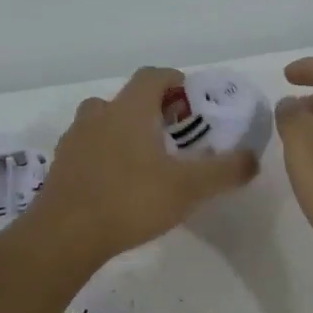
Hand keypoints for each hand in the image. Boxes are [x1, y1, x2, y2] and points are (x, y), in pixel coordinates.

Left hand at [29, 66, 258, 264]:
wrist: (64, 236)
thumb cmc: (130, 200)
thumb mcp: (189, 188)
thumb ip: (225, 170)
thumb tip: (252, 158)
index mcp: (128, 109)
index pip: (153, 76)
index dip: (175, 82)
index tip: (192, 102)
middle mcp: (98, 115)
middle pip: (127, 99)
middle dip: (152, 111)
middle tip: (174, 137)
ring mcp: (74, 140)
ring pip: (104, 123)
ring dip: (125, 132)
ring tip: (147, 162)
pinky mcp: (61, 166)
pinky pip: (89, 149)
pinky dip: (106, 156)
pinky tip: (119, 185)